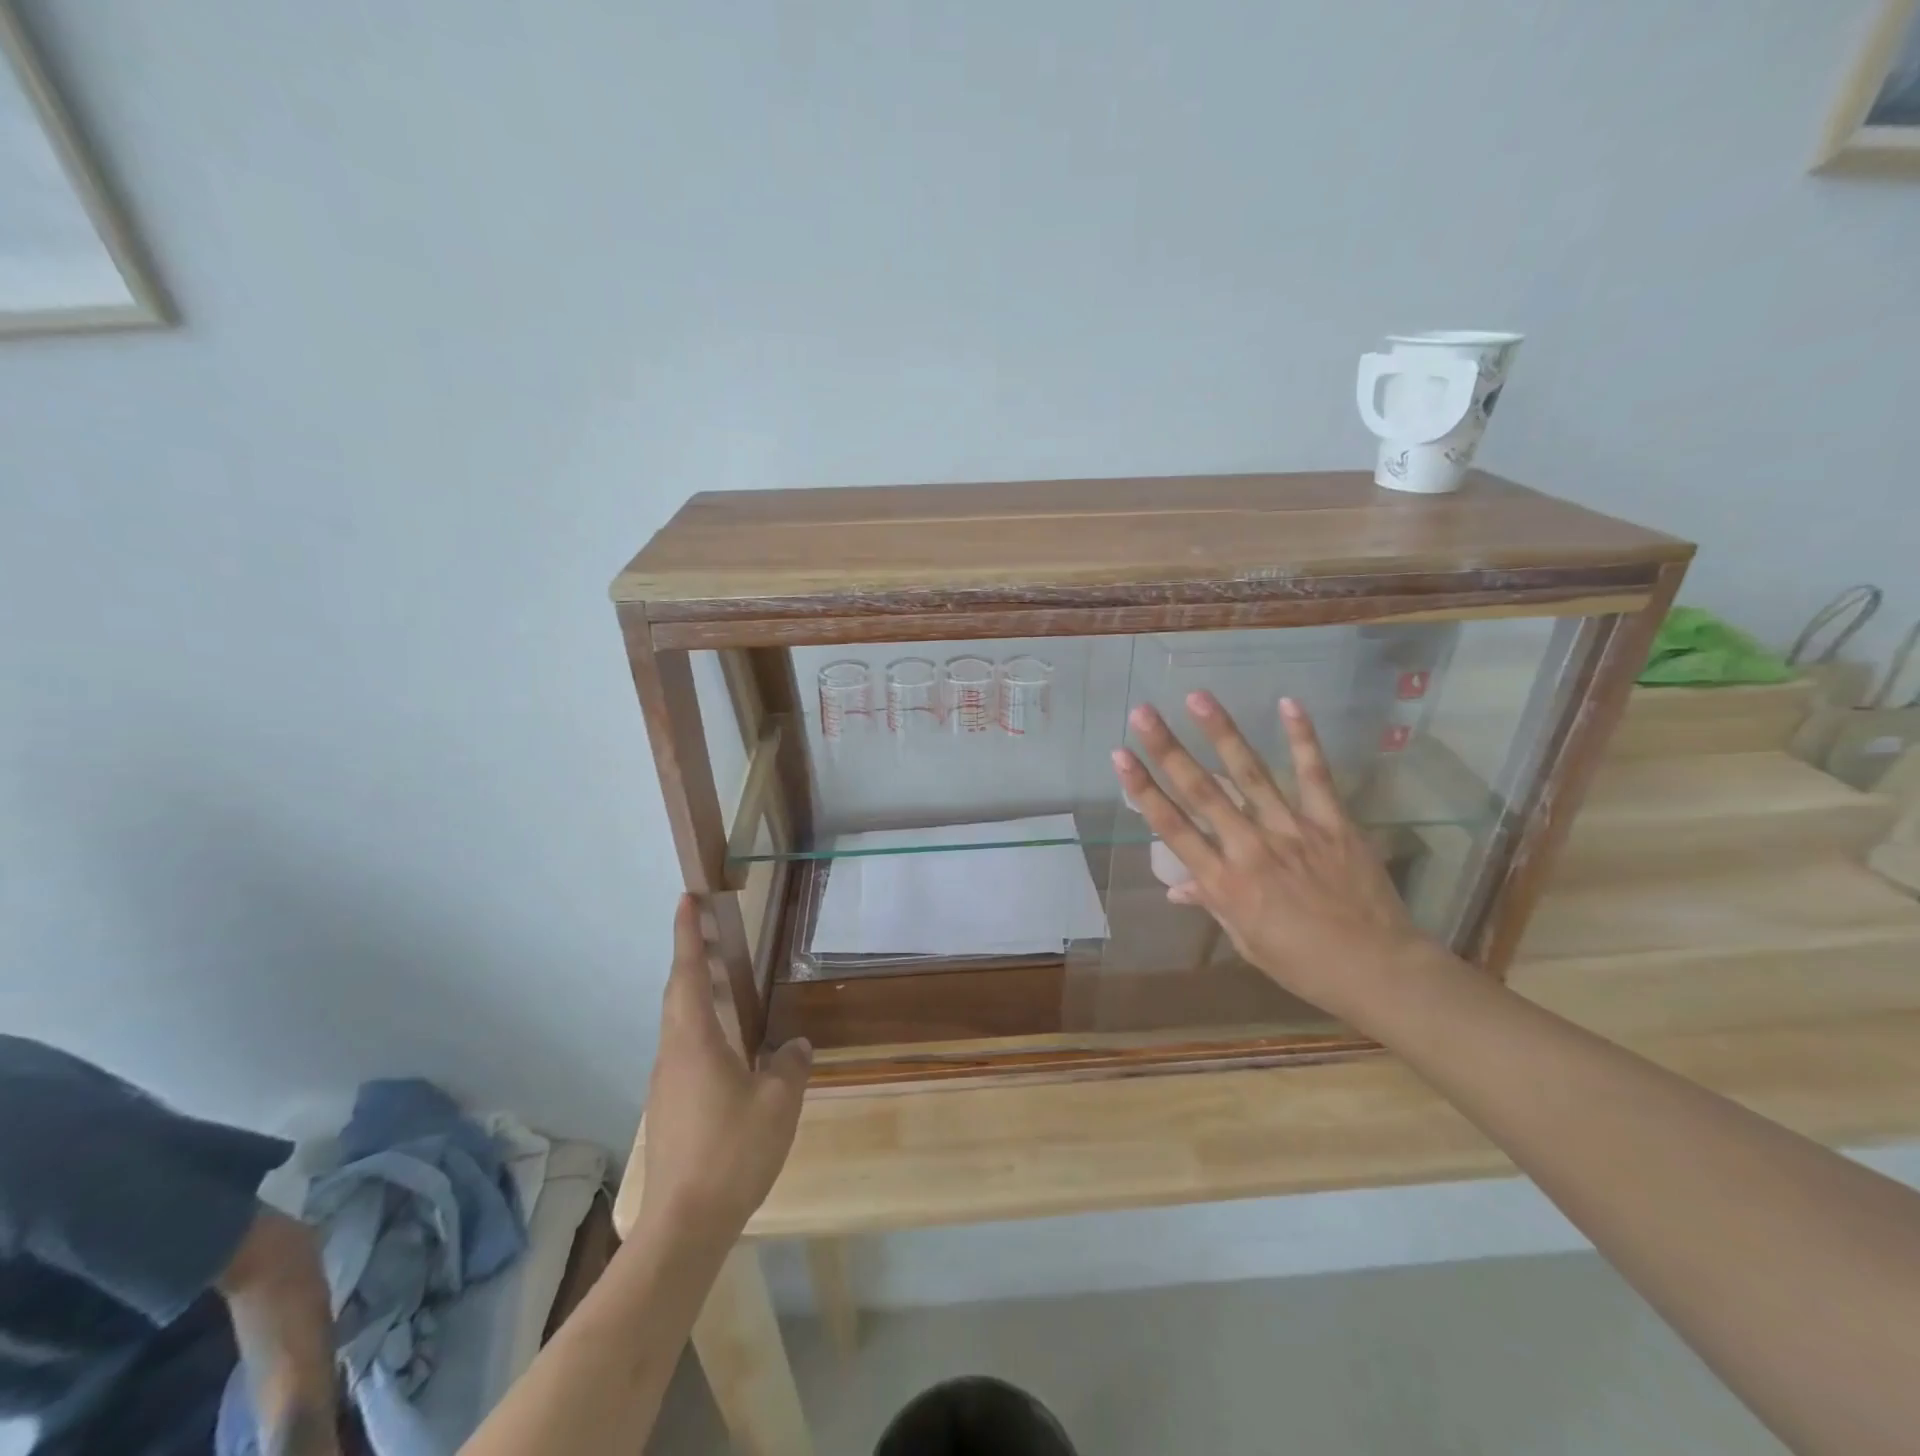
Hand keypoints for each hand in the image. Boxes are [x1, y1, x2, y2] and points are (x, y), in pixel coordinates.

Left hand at [640, 896, 811, 1236]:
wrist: (683, 1225)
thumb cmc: (732, 1151)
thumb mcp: (779, 1102)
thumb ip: (790, 1065)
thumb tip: (795, 1045)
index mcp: (695, 1040)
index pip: (689, 973)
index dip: (687, 934)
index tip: (686, 898)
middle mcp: (674, 1053)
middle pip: (679, 993)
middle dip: (692, 956)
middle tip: (711, 928)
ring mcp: (667, 1082)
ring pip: (679, 1023)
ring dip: (697, 992)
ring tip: (725, 980)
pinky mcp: (670, 1107)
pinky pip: (685, 1049)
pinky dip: (703, 1027)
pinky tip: (730, 1047)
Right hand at [1111, 694, 1448, 1023]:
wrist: (1378, 970)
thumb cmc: (1303, 963)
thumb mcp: (1247, 940)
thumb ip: (1213, 903)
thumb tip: (1177, 887)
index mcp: (1225, 883)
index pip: (1173, 828)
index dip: (1143, 790)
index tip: (1120, 757)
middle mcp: (1251, 849)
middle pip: (1202, 791)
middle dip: (1168, 749)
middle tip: (1143, 713)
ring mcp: (1293, 831)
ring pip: (1250, 774)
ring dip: (1221, 733)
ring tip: (1197, 697)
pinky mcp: (1332, 822)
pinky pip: (1315, 775)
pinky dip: (1302, 738)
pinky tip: (1288, 703)